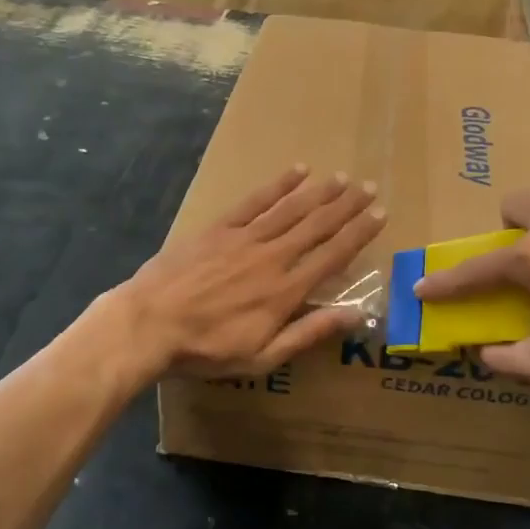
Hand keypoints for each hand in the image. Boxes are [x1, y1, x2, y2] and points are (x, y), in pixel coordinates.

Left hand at [115, 165, 385, 377]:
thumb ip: (309, 333)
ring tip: (342, 178)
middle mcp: (272, 257)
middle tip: (368, 188)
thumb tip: (356, 315)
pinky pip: (255, 201)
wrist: (149, 324)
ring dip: (319, 192)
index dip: (359, 233)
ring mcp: (245, 239)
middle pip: (317, 226)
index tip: (380, 214)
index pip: (333, 255)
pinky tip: (296, 171)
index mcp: (286, 291)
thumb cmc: (206, 349)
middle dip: (346, 206)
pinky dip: (278, 185)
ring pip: (291, 209)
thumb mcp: (262, 356)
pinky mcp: (219, 228)